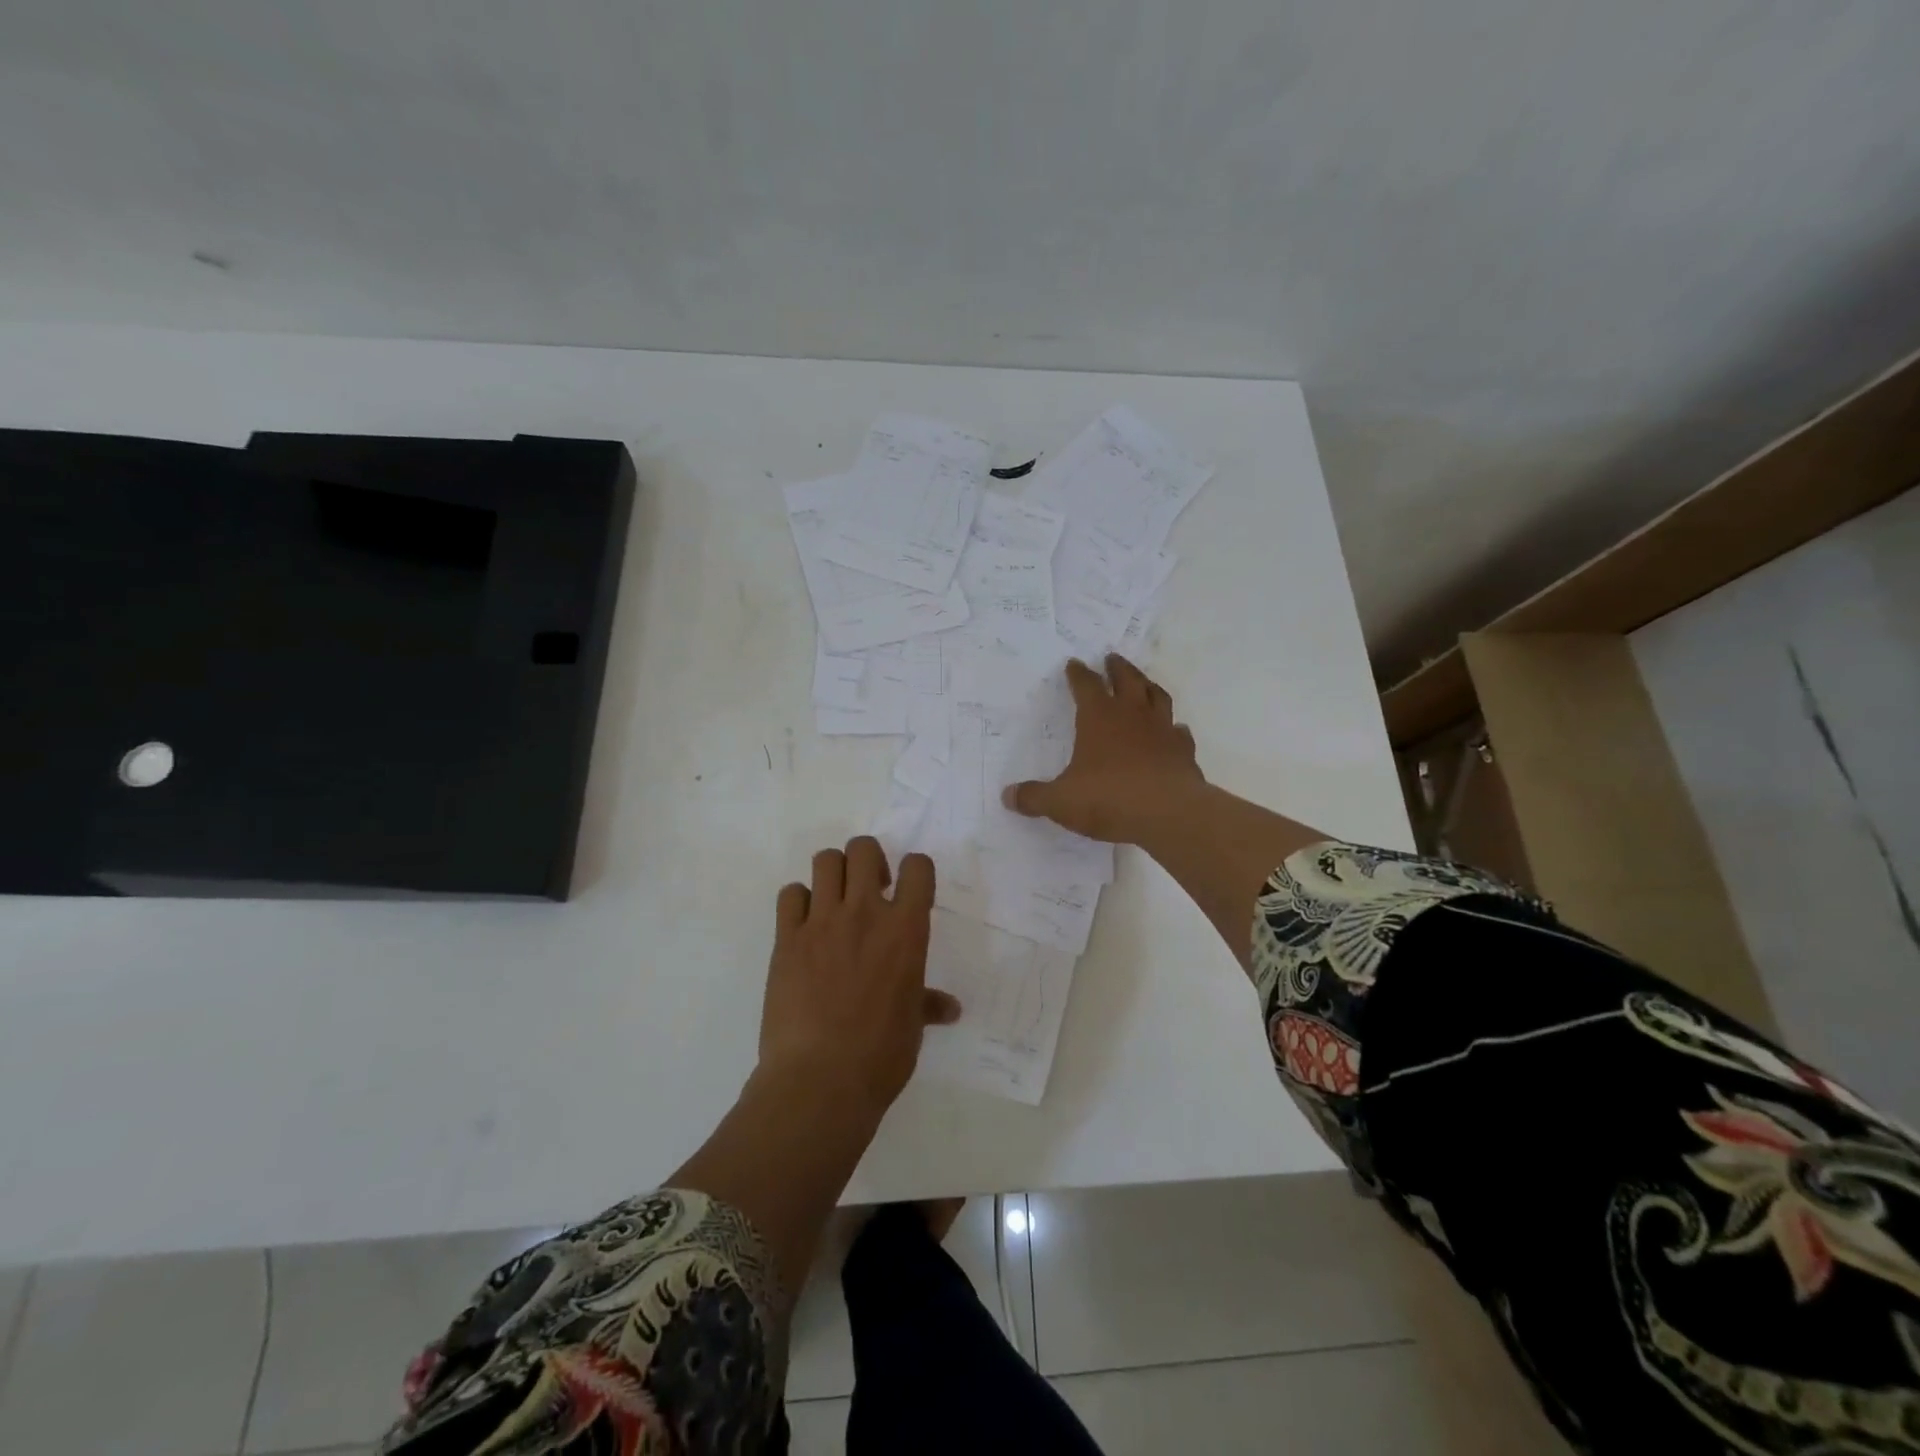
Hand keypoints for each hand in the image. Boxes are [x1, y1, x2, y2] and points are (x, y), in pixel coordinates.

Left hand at [760, 836, 961, 1116]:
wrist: (821, 1080)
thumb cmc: (881, 1055)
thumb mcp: (913, 1025)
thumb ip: (928, 1004)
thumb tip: (950, 1008)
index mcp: (905, 930)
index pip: (918, 867)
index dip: (915, 869)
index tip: (908, 886)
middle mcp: (864, 913)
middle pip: (863, 848)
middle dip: (868, 860)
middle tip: (869, 890)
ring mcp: (822, 922)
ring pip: (825, 860)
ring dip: (833, 873)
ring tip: (835, 902)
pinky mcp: (787, 938)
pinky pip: (790, 894)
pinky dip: (798, 901)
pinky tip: (804, 926)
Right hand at [1003, 655, 1205, 844]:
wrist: (1169, 814)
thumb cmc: (1109, 799)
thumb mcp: (1061, 801)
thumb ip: (1034, 797)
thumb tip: (1008, 796)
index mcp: (1098, 718)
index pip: (1086, 685)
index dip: (1078, 674)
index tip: (1074, 664)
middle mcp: (1132, 715)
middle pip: (1126, 679)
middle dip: (1117, 667)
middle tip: (1112, 658)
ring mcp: (1162, 730)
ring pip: (1157, 697)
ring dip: (1148, 686)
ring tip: (1143, 682)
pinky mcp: (1183, 751)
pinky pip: (1179, 732)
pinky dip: (1174, 728)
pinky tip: (1173, 730)